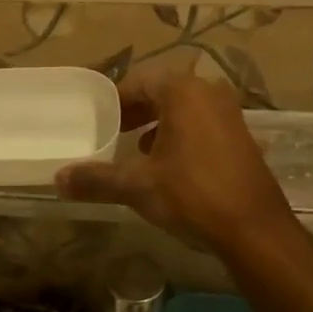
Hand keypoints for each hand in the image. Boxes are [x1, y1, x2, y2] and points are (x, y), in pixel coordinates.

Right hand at [56, 66, 292, 253]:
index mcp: (183, 92)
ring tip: (135, 148)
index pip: (138, 81)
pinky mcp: (241, 138)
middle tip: (112, 131)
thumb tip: (58, 179)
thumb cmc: (192, 196)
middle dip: (135, 110)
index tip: (97, 117)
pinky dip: (180, 135)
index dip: (114, 99)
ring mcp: (230, 115)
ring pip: (183, 109)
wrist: (254, 230)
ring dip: (157, 123)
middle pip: (162, 92)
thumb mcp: (137, 187)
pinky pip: (201, 125)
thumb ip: (96, 179)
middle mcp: (209, 93)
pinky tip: (167, 165)